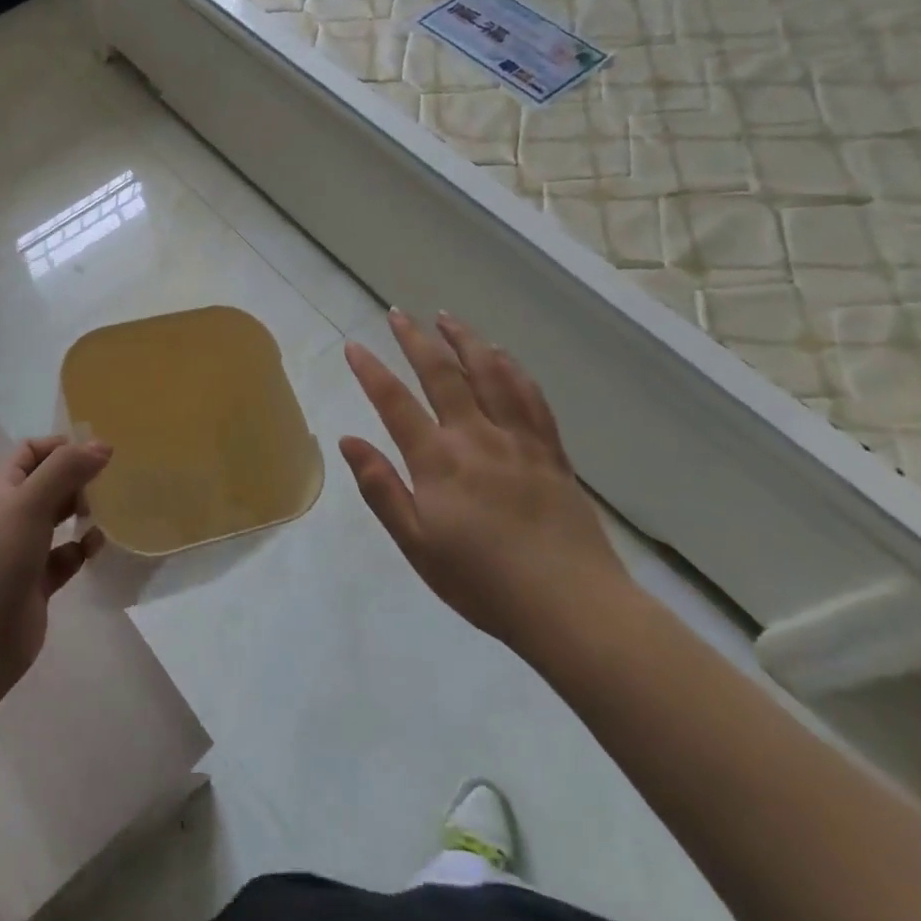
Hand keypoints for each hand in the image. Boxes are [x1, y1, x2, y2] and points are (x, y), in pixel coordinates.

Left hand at [0, 436, 108, 705]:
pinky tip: (97, 549)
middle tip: (112, 482)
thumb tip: (102, 444)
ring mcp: (19, 552)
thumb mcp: (29, 503)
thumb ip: (66, 469)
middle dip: (77, 478)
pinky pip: (63, 558)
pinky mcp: (33, 586)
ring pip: (56, 520)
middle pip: (47, 483)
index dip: (62, 446)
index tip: (99, 453)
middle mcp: (7, 515)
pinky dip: (81, 550)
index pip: (30, 452)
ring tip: (112, 511)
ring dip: (82, 512)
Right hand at [339, 309, 636, 659]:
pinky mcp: (550, 451)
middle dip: (416, 340)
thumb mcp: (417, 545)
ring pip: (490, 374)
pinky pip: (530, 397)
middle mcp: (477, 437)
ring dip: (465, 341)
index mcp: (439, 461)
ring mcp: (518, 440)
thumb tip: (348, 441)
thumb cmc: (483, 582)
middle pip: (442, 375)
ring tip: (447, 317)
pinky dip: (513, 369)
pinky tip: (503, 356)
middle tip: (398, 313)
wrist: (572, 607)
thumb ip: (381, 489)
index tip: (353, 345)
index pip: (395, 403)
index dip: (371, 371)